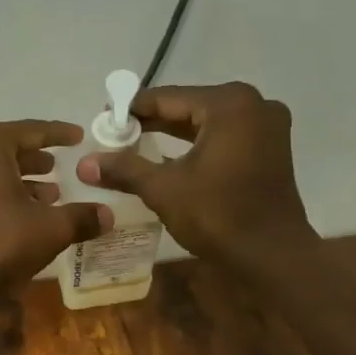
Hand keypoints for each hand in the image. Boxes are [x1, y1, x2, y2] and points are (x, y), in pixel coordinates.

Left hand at [0, 119, 111, 305]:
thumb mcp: (50, 228)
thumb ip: (82, 216)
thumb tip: (109, 215)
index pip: (32, 130)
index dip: (59, 135)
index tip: (78, 136)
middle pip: (7, 147)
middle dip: (35, 159)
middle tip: (59, 168)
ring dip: (18, 178)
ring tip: (47, 196)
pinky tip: (19, 212)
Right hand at [78, 82, 315, 266]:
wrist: (272, 257)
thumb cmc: (218, 215)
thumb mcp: (163, 188)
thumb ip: (124, 168)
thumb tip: (84, 163)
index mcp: (229, 104)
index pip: (168, 97)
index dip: (132, 109)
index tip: (103, 119)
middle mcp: (254, 105)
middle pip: (189, 107)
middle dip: (152, 121)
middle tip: (115, 133)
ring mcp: (267, 127)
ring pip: (207, 123)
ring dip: (173, 134)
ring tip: (135, 144)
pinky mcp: (270, 149)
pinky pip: (224, 137)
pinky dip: (196, 145)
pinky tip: (169, 158)